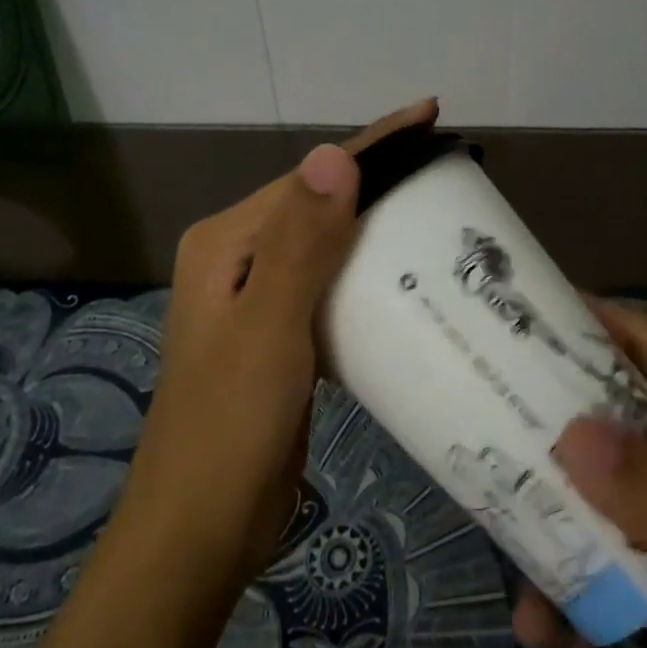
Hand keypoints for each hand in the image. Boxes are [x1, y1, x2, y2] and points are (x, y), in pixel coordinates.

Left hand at [117, 97, 439, 591]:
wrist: (199, 533)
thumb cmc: (230, 428)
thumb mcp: (270, 329)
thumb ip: (301, 243)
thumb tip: (333, 154)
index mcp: (228, 242)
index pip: (312, 176)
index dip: (373, 144)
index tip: (431, 114)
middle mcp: (240, 257)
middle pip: (321, 202)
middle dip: (381, 181)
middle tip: (447, 168)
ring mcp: (259, 297)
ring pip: (330, 244)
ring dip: (378, 227)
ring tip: (440, 213)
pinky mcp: (280, 334)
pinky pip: (332, 285)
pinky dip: (369, 275)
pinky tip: (409, 279)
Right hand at [516, 301, 646, 647]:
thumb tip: (570, 431)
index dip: (593, 322)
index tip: (519, 313)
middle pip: (610, 421)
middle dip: (549, 426)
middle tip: (478, 421)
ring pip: (593, 499)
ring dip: (548, 529)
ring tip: (513, 577)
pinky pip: (597, 573)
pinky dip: (568, 601)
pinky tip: (551, 642)